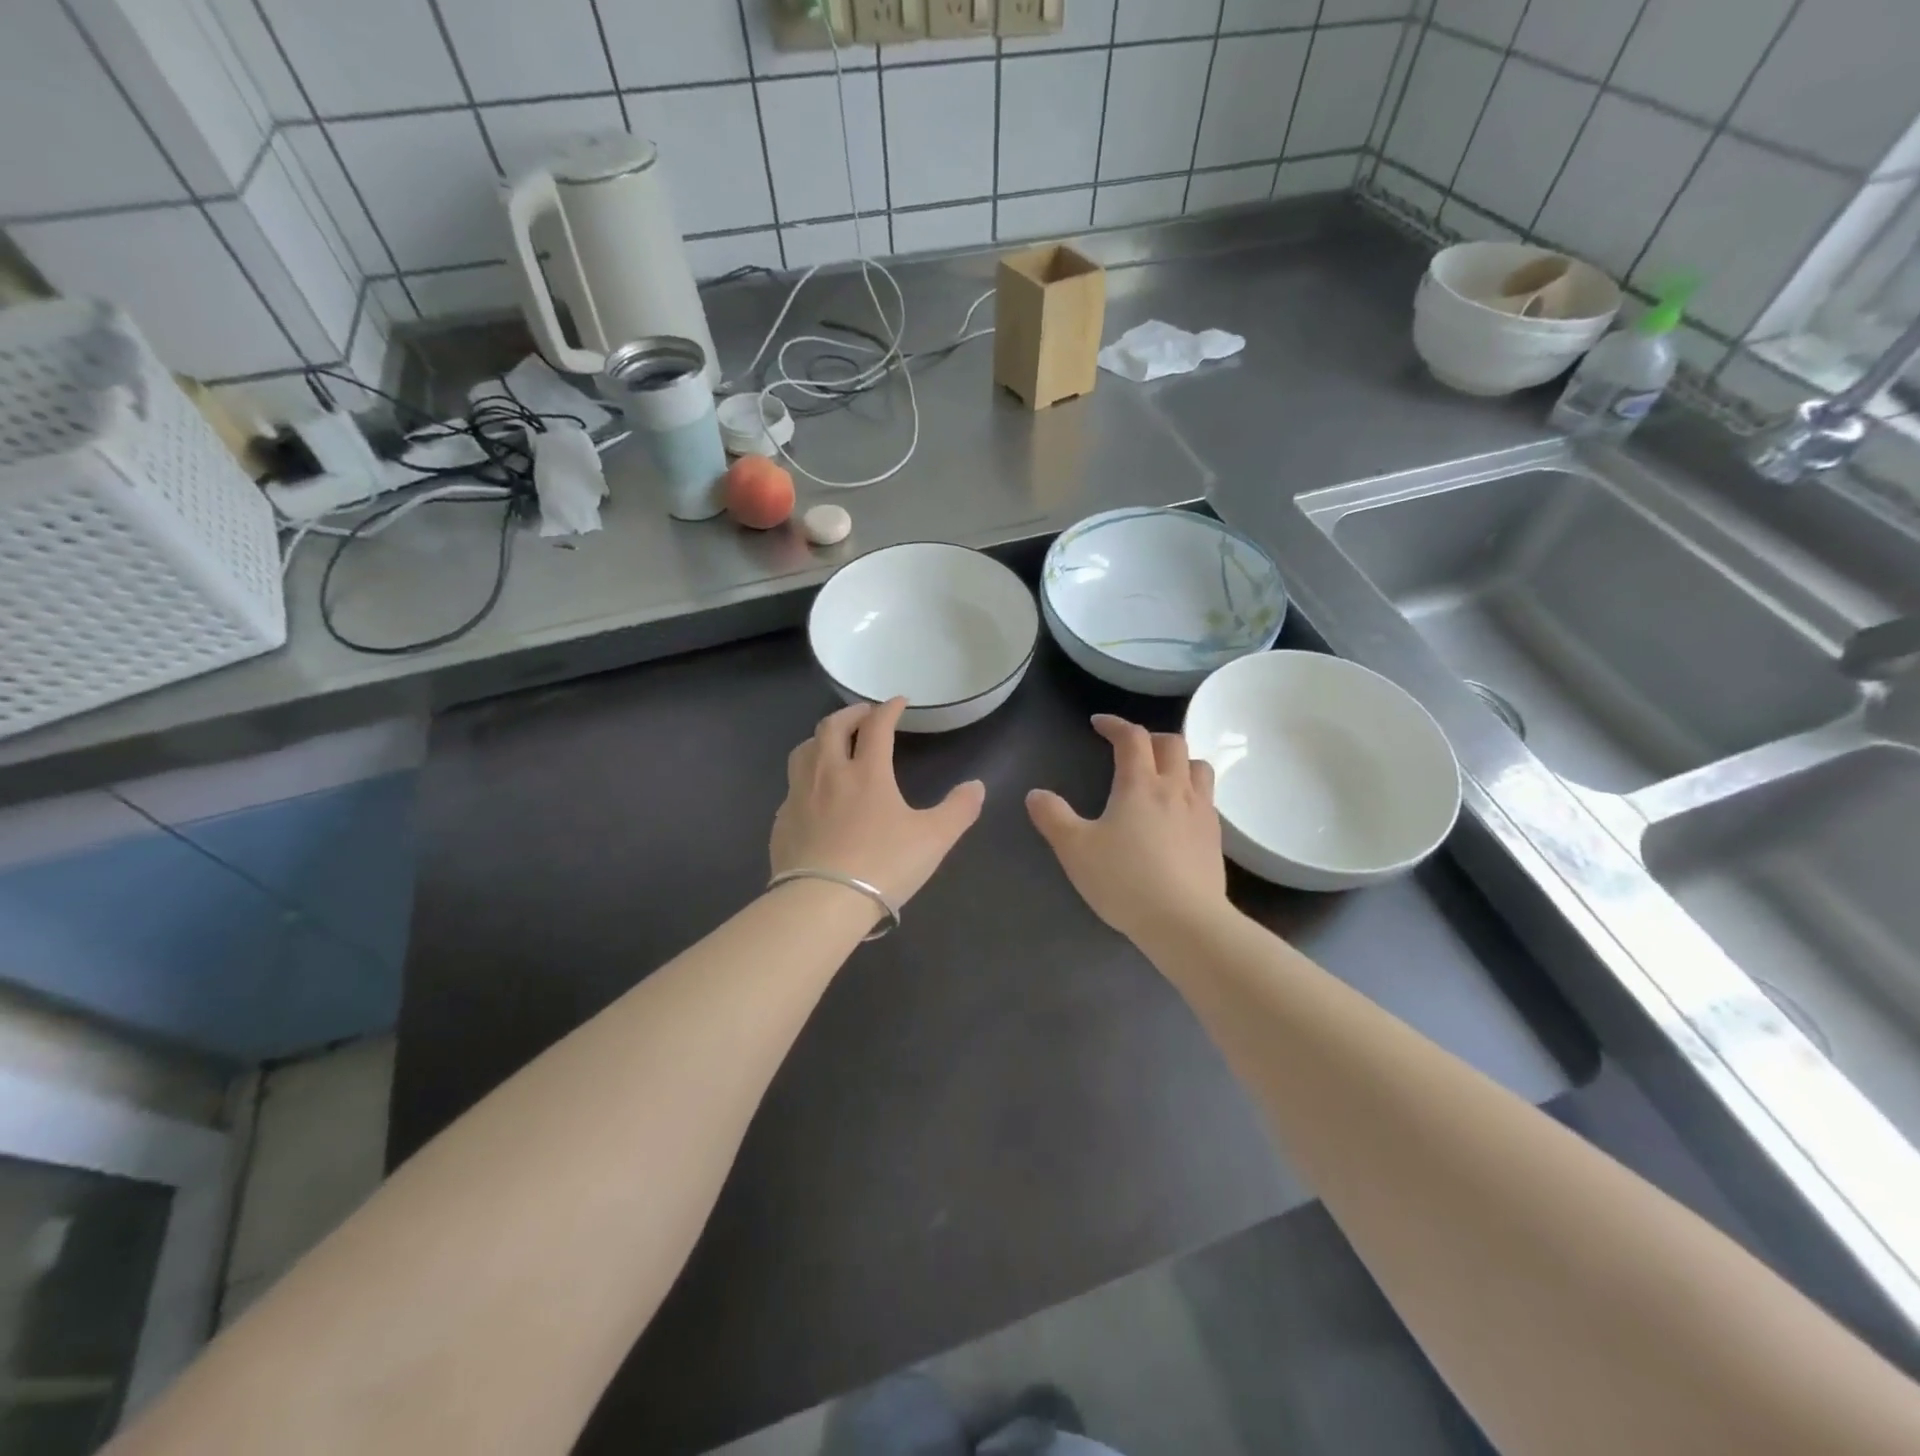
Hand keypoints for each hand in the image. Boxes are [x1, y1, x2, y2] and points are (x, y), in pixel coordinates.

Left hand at [771, 699, 985, 910]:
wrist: (821, 904)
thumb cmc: (882, 865)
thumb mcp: (934, 839)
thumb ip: (959, 809)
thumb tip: (976, 786)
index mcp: (867, 772)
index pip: (877, 726)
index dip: (889, 709)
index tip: (898, 702)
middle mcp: (828, 774)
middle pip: (831, 728)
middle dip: (850, 714)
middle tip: (863, 715)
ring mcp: (799, 797)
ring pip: (803, 751)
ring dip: (820, 739)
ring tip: (832, 744)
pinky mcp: (781, 823)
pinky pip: (791, 788)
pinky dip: (804, 778)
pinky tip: (812, 795)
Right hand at [1027, 714, 1227, 942]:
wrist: (1186, 922)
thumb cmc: (1125, 880)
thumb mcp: (1075, 849)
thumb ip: (1052, 817)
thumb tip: (1036, 794)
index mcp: (1140, 784)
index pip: (1132, 737)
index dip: (1115, 724)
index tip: (1099, 723)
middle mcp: (1176, 789)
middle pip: (1172, 743)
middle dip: (1150, 737)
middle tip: (1130, 748)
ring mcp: (1201, 812)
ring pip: (1198, 767)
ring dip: (1179, 760)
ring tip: (1162, 774)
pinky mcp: (1215, 838)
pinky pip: (1207, 798)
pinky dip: (1191, 791)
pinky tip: (1178, 814)